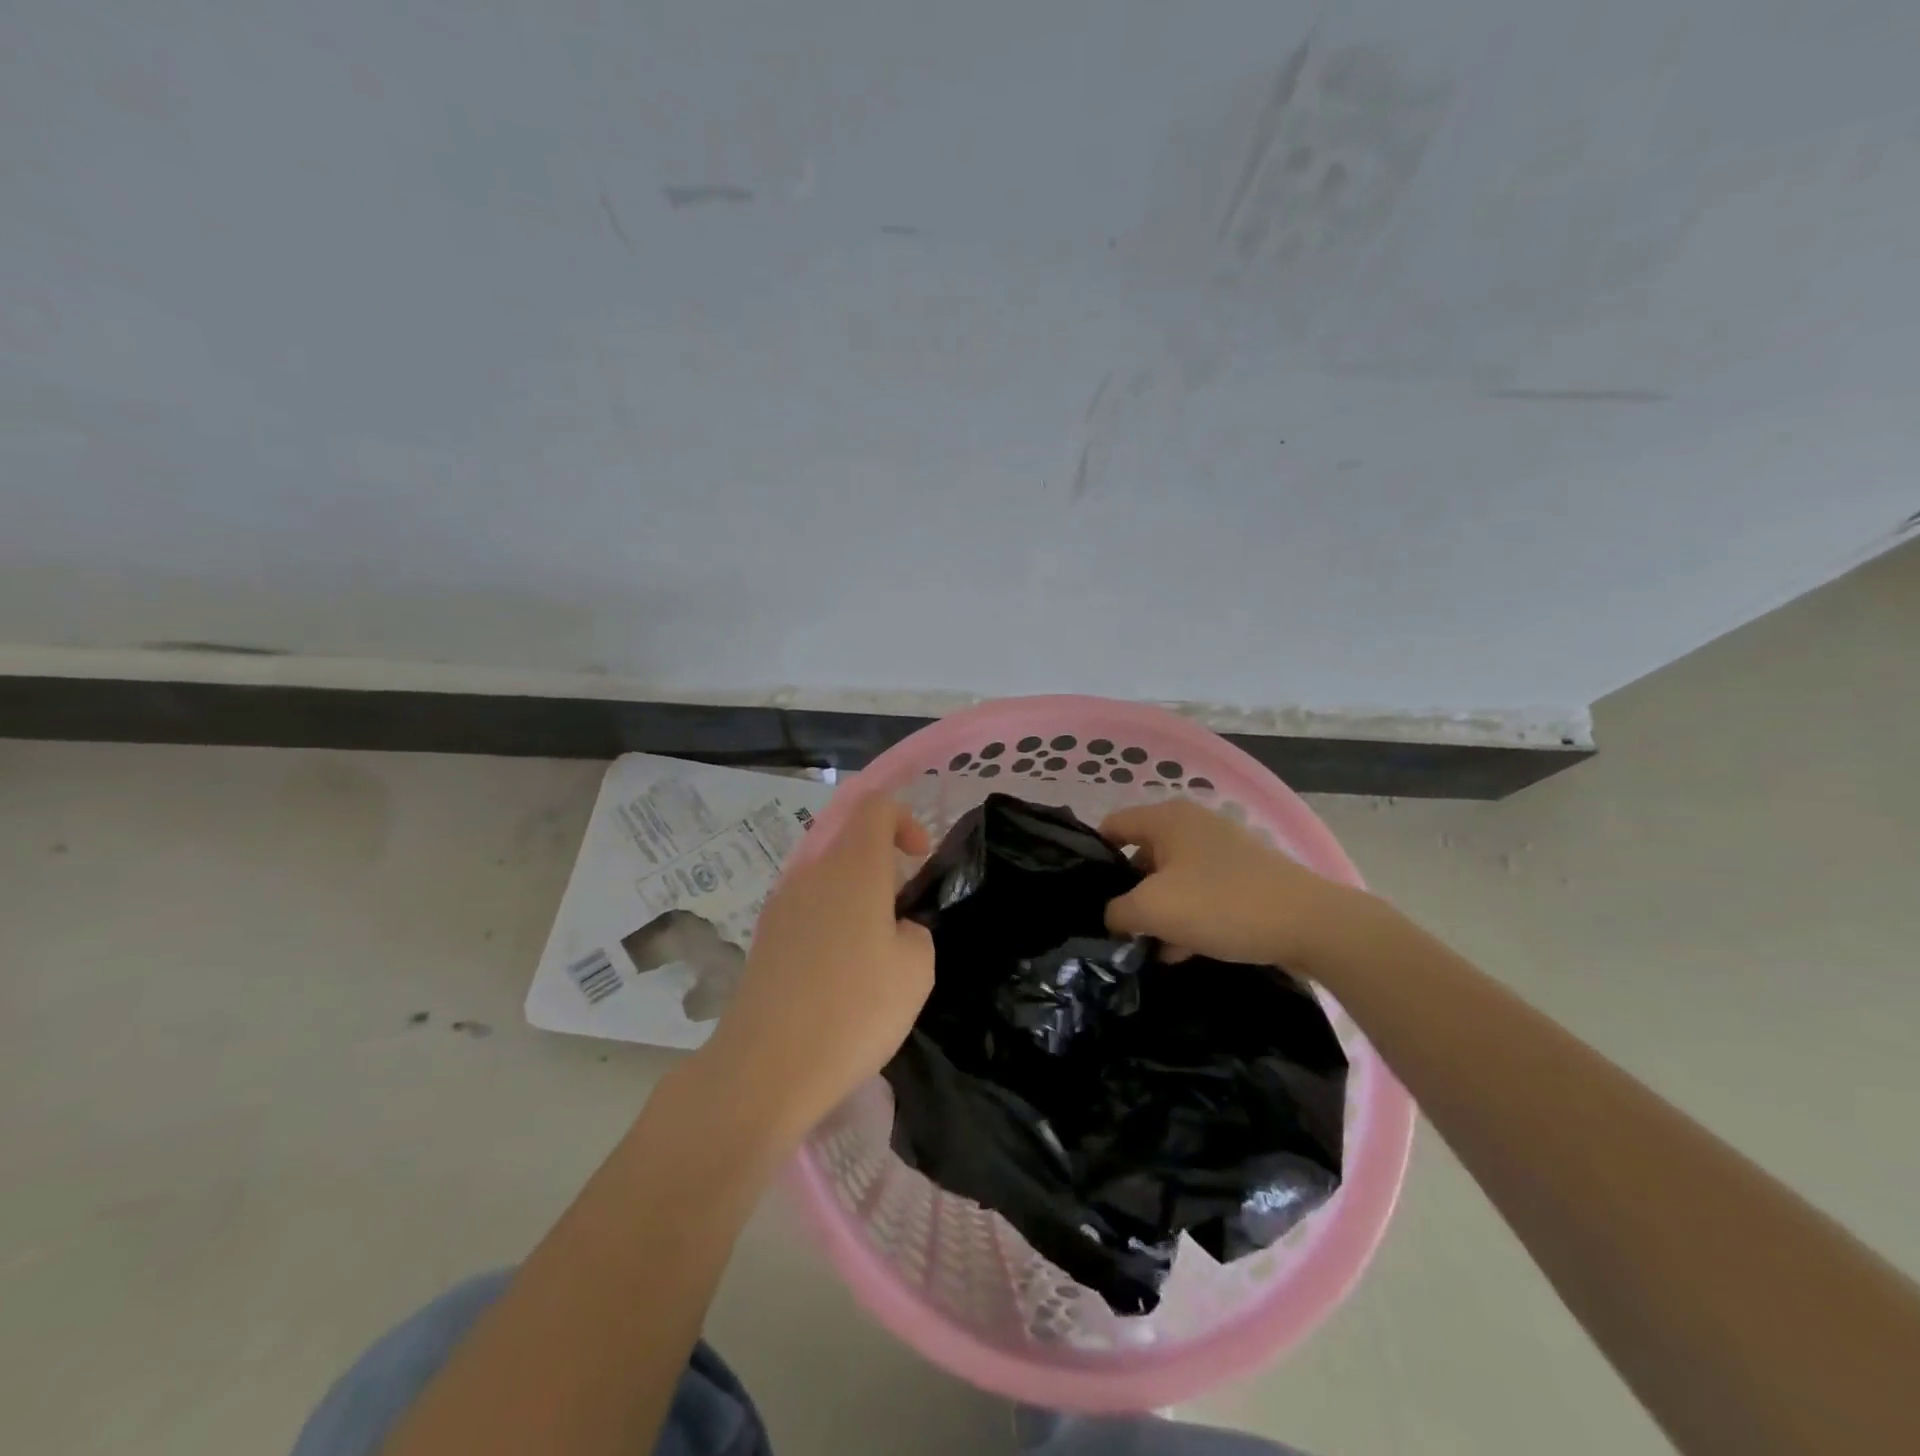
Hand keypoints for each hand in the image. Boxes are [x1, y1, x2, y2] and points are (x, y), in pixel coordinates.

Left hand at [692, 796, 932, 1145]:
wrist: (767, 1066)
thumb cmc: (855, 1009)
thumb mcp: (916, 970)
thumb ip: (915, 931)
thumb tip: (895, 928)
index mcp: (854, 867)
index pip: (875, 807)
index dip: (904, 819)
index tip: (920, 858)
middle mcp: (813, 873)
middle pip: (849, 842)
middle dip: (881, 866)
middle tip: (901, 914)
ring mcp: (781, 904)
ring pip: (827, 878)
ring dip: (855, 898)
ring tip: (872, 952)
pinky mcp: (764, 936)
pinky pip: (807, 909)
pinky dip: (830, 923)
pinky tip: (838, 974)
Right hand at [1100, 798, 1367, 971]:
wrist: (1310, 925)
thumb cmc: (1222, 905)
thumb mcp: (1153, 910)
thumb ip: (1117, 913)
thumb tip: (1112, 919)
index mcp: (1167, 819)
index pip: (1112, 826)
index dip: (1093, 858)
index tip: (1084, 895)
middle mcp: (1191, 825)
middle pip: (1140, 854)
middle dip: (1127, 892)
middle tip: (1115, 927)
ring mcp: (1220, 850)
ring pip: (1170, 878)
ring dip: (1157, 911)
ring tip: (1146, 948)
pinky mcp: (1242, 876)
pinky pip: (1199, 893)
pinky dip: (1186, 917)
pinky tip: (1179, 952)